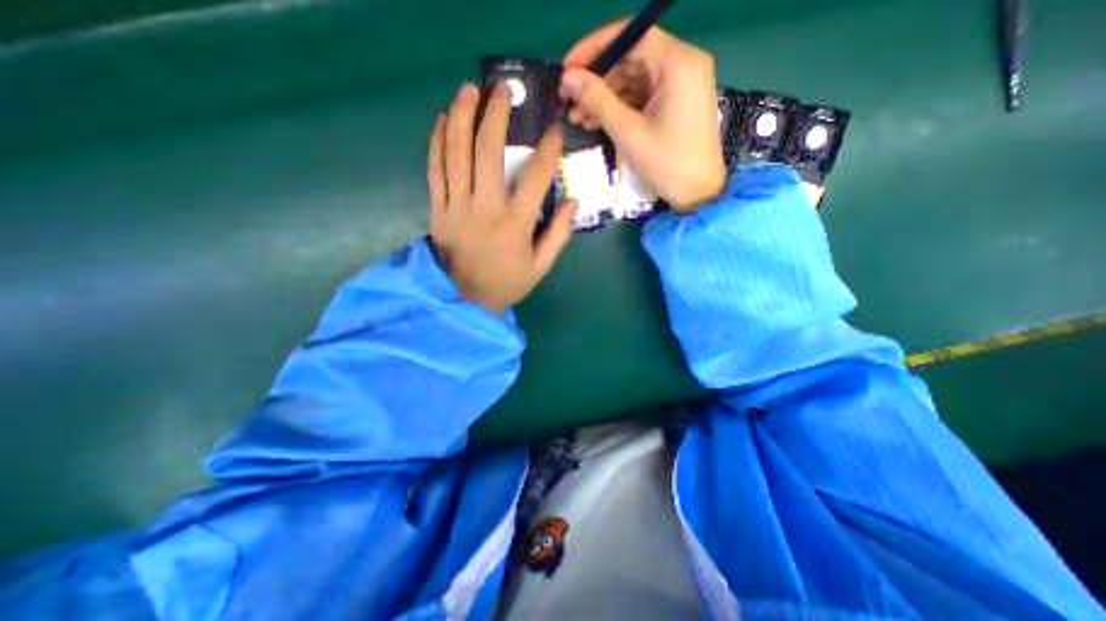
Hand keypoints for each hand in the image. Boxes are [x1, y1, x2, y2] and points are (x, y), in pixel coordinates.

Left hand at [425, 83, 574, 315]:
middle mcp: (485, 207)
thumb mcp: (541, 267)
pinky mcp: (437, 209)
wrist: (464, 299)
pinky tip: (441, 120)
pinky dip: (436, 142)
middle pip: (487, 150)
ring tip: (469, 90)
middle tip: (503, 89)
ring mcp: (457, 206)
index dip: (548, 148)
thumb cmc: (506, 283)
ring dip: (461, 116)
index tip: (554, 130)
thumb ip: (559, 235)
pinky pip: (434, 169)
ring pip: (456, 152)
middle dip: (496, 114)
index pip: (536, 176)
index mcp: (515, 223)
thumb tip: (573, 202)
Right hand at [564, 19, 726, 210]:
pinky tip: (596, 122)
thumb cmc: (667, 164)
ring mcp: (681, 85)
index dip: (594, 49)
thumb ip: (597, 100)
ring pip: (634, 80)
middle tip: (568, 101)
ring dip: (604, 97)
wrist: (698, 194)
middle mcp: (683, 64)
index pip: (630, 36)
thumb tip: (568, 77)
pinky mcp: (676, 103)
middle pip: (631, 59)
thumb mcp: (628, 132)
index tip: (567, 68)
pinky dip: (619, 108)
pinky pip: (642, 96)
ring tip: (577, 117)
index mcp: (677, 63)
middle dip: (597, 80)